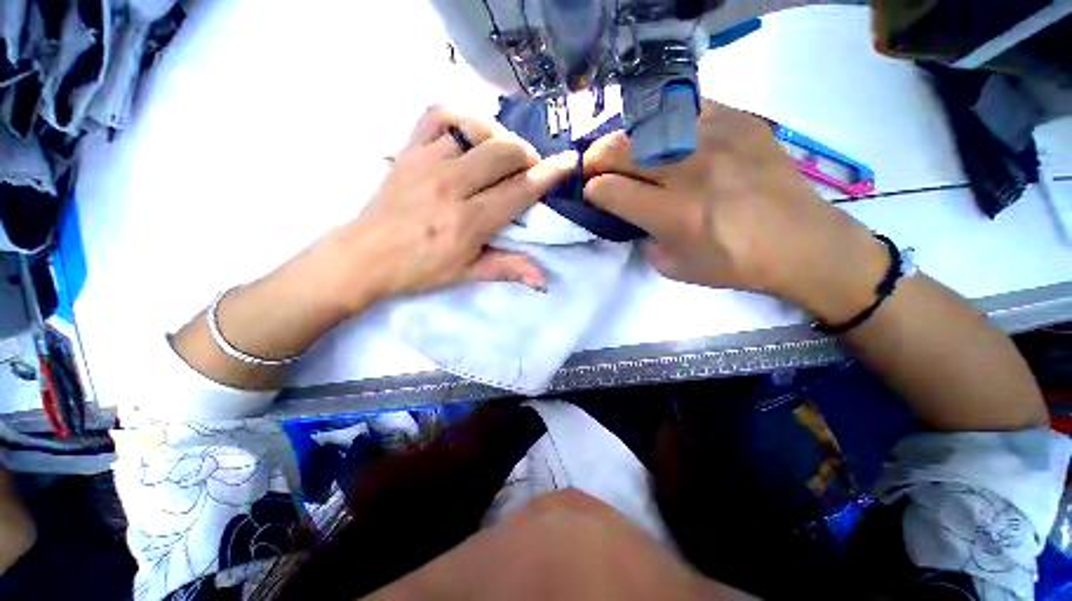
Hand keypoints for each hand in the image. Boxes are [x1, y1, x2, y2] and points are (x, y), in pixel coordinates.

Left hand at [316, 106, 575, 310]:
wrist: (365, 256)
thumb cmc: (419, 270)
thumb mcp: (467, 274)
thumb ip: (508, 268)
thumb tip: (543, 279)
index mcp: (469, 222)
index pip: (519, 191)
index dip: (548, 175)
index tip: (567, 163)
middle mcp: (451, 185)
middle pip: (504, 152)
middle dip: (527, 157)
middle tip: (528, 171)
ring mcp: (427, 161)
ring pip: (477, 131)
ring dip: (499, 141)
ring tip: (502, 156)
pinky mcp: (408, 149)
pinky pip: (439, 115)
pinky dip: (462, 118)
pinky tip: (470, 134)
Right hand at [583, 100, 887, 322]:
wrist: (802, 242)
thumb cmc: (734, 264)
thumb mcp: (673, 268)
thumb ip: (642, 238)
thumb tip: (629, 213)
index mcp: (674, 214)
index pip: (610, 191)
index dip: (591, 191)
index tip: (592, 194)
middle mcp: (692, 171)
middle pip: (621, 149)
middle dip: (595, 158)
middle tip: (593, 166)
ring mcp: (718, 138)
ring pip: (648, 123)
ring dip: (625, 139)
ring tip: (625, 151)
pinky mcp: (740, 120)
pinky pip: (686, 108)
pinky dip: (664, 121)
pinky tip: (665, 137)